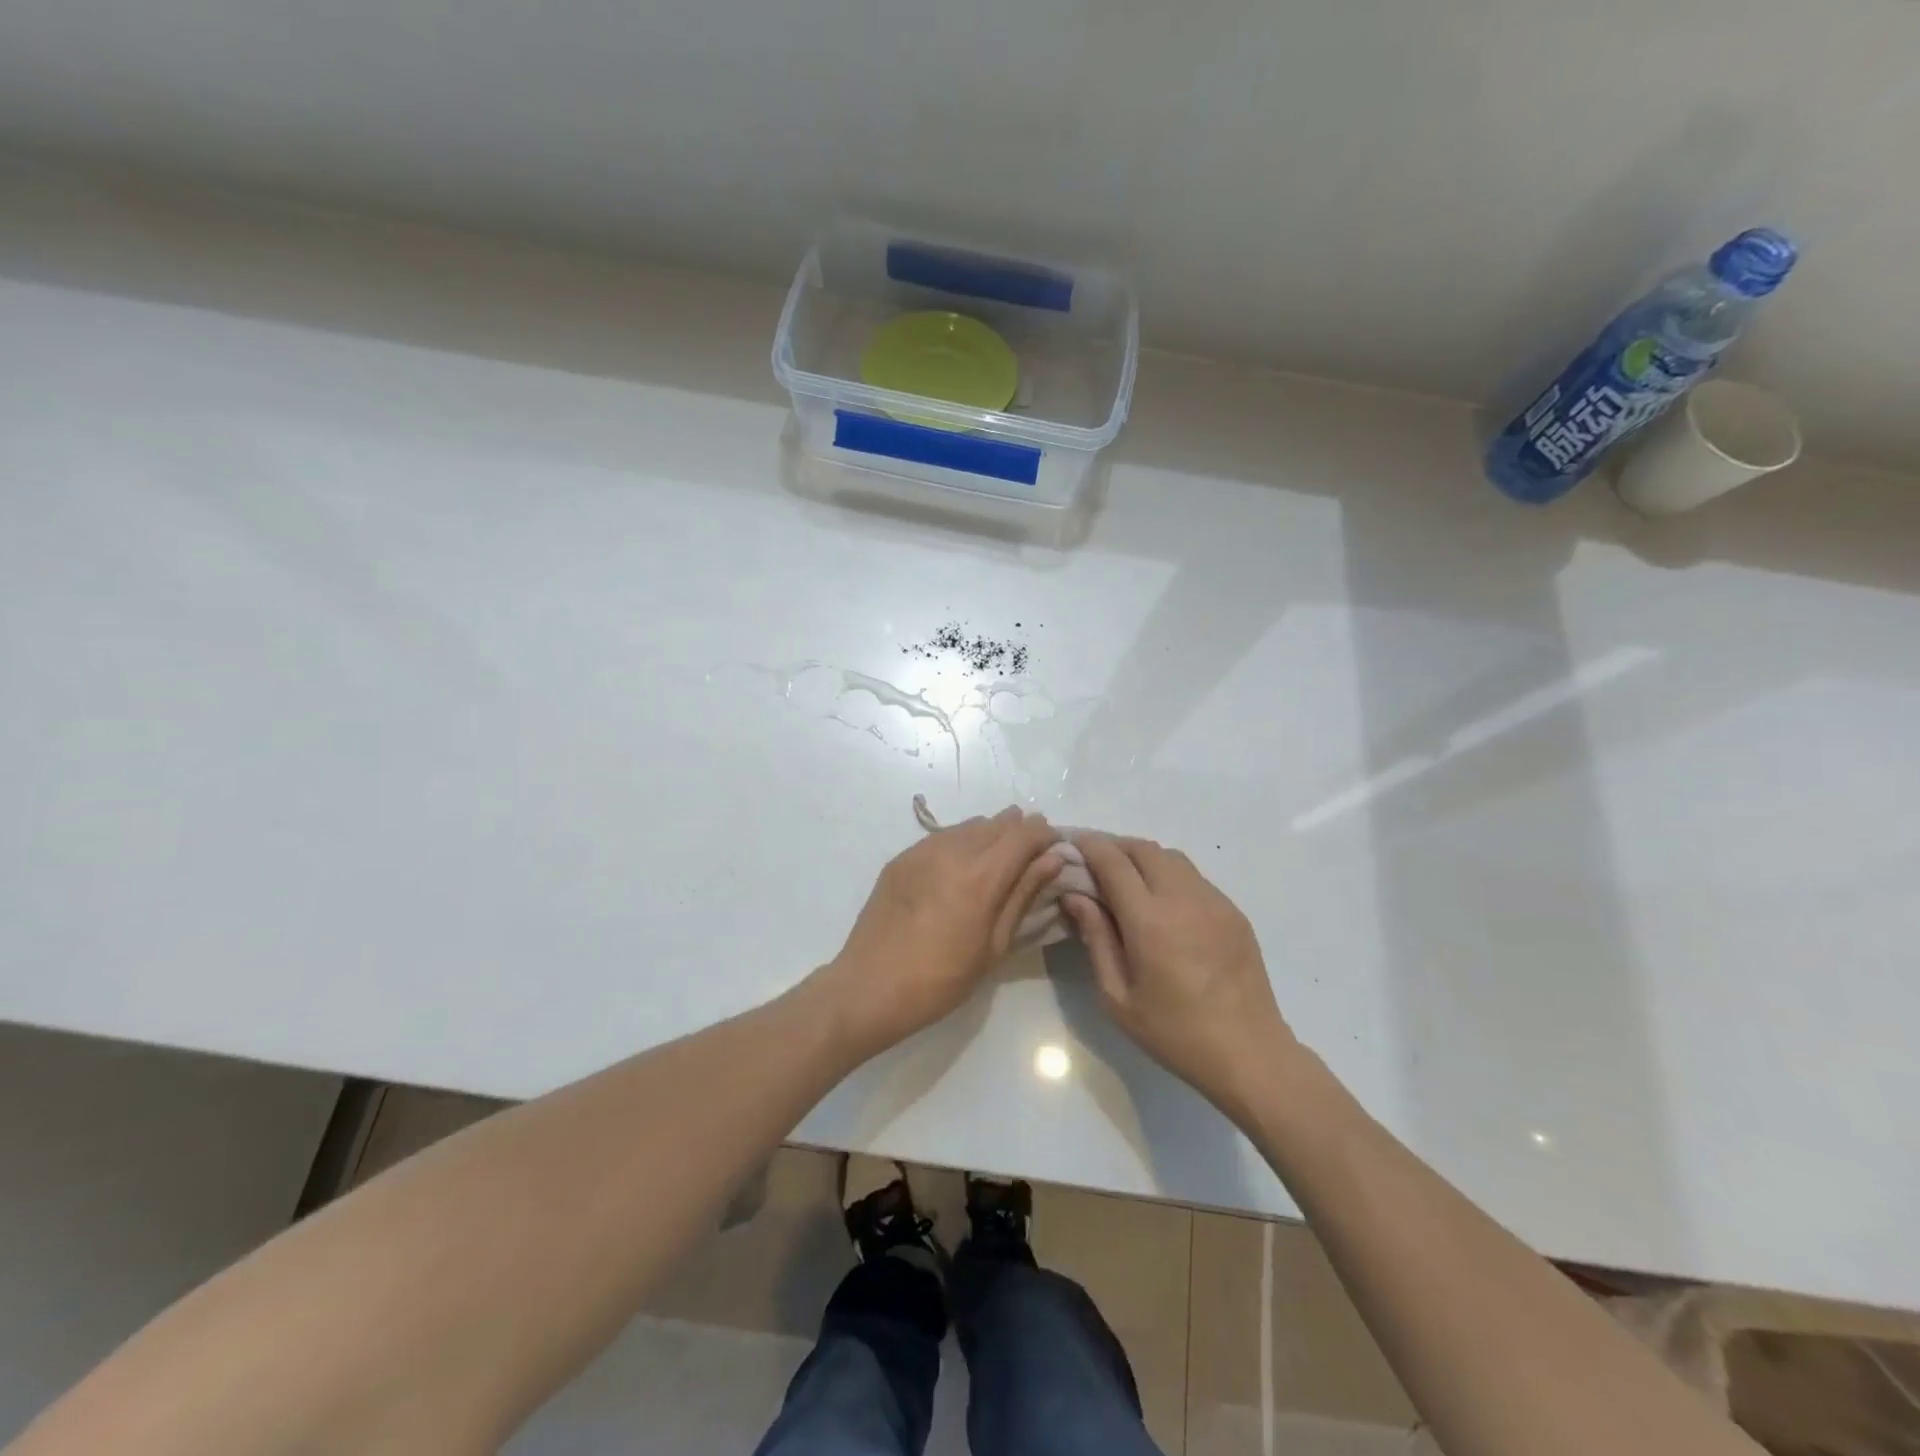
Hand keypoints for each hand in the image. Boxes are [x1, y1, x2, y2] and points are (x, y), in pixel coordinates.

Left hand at [820, 808, 1063, 1060]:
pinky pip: (943, 836)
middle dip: (1021, 830)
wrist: (871, 985)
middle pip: (998, 823)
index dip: (1046, 835)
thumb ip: (1023, 894)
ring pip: (970, 825)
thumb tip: (1052, 859)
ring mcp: (923, 850)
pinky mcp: (902, 857)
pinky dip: (963, 840)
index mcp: (981, 876)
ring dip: (992, 832)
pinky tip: (964, 862)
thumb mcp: (994, 944)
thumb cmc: (942, 979)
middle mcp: (953, 851)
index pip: (1024, 834)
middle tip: (1033, 852)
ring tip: (1000, 856)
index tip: (1056, 847)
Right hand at [1061, 835, 1297, 1118]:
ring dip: (1143, 858)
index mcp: (1149, 920)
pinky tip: (1162, 903)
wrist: (1249, 1053)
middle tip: (1094, 864)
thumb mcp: (1117, 997)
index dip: (1089, 847)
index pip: (1113, 861)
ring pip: (1171, 858)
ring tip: (1126, 880)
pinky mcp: (1233, 912)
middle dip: (1114, 847)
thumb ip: (1095, 938)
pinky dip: (1169, 875)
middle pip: (1143, 849)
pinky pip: (1194, 877)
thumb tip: (1075, 896)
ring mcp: (1214, 902)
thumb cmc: (1174, 1032)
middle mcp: (1183, 898)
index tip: (1070, 846)